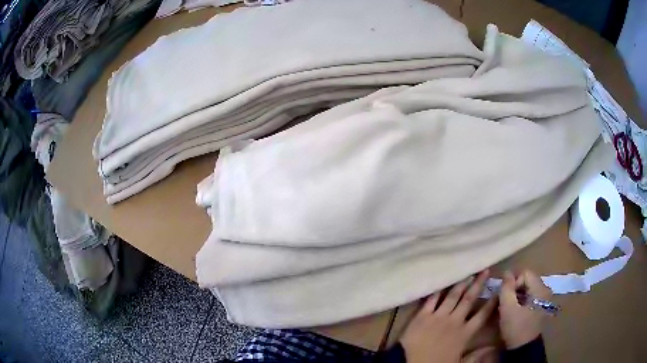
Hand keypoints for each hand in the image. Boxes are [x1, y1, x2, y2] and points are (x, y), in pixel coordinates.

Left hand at [400, 270, 496, 362]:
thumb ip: (476, 356)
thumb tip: (492, 349)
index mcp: (465, 333)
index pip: (482, 315)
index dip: (491, 302)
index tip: (498, 290)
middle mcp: (454, 321)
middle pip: (469, 299)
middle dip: (478, 284)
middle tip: (485, 270)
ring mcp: (438, 317)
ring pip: (453, 296)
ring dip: (462, 283)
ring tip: (468, 272)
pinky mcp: (422, 316)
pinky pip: (432, 300)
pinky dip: (438, 290)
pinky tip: (442, 281)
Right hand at [498, 270, 551, 348]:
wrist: (523, 348)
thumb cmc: (516, 328)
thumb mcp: (508, 308)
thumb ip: (506, 288)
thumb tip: (506, 272)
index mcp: (540, 289)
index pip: (525, 273)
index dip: (513, 282)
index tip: (505, 297)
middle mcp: (545, 290)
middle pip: (527, 280)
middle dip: (514, 289)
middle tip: (504, 302)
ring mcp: (544, 299)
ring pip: (528, 288)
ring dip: (517, 295)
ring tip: (508, 308)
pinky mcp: (541, 306)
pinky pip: (530, 296)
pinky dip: (521, 301)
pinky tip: (514, 312)